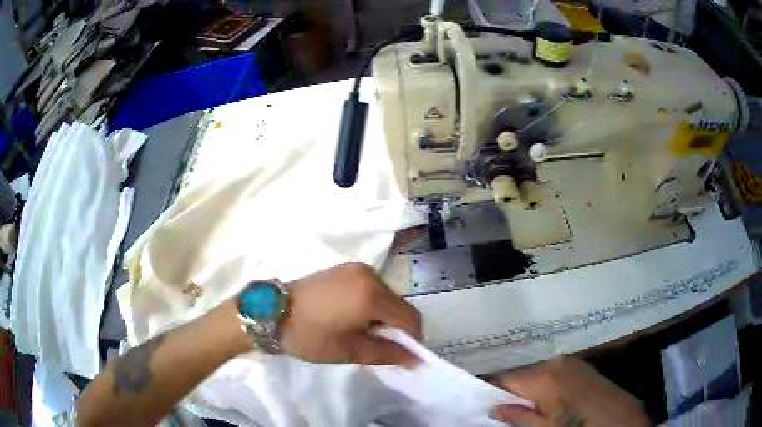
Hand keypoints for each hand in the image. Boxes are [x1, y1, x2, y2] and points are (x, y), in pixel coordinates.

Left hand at [279, 262, 421, 366]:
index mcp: (371, 295)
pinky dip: (372, 305)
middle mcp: (370, 275)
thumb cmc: (309, 335)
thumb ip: (388, 354)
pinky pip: (373, 288)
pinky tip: (352, 316)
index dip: (413, 340)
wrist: (271, 311)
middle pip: (400, 306)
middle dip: (396, 329)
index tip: (403, 356)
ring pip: (388, 297)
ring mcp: (357, 268)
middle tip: (378, 347)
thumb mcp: (349, 350)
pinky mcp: (346, 268)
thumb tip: (417, 361)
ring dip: (384, 317)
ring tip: (361, 332)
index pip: (411, 318)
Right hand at [490, 357, 651, 426]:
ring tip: (531, 407)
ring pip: (537, 372)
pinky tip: (550, 400)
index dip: (492, 391)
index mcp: (543, 377)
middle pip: (521, 374)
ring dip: (529, 389)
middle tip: (509, 410)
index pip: (504, 378)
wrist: (620, 420)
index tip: (486, 403)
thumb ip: (516, 416)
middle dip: (512, 391)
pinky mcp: (581, 365)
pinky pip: (553, 372)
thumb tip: (493, 408)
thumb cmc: (578, 426)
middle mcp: (555, 362)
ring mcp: (570, 362)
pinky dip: (545, 385)